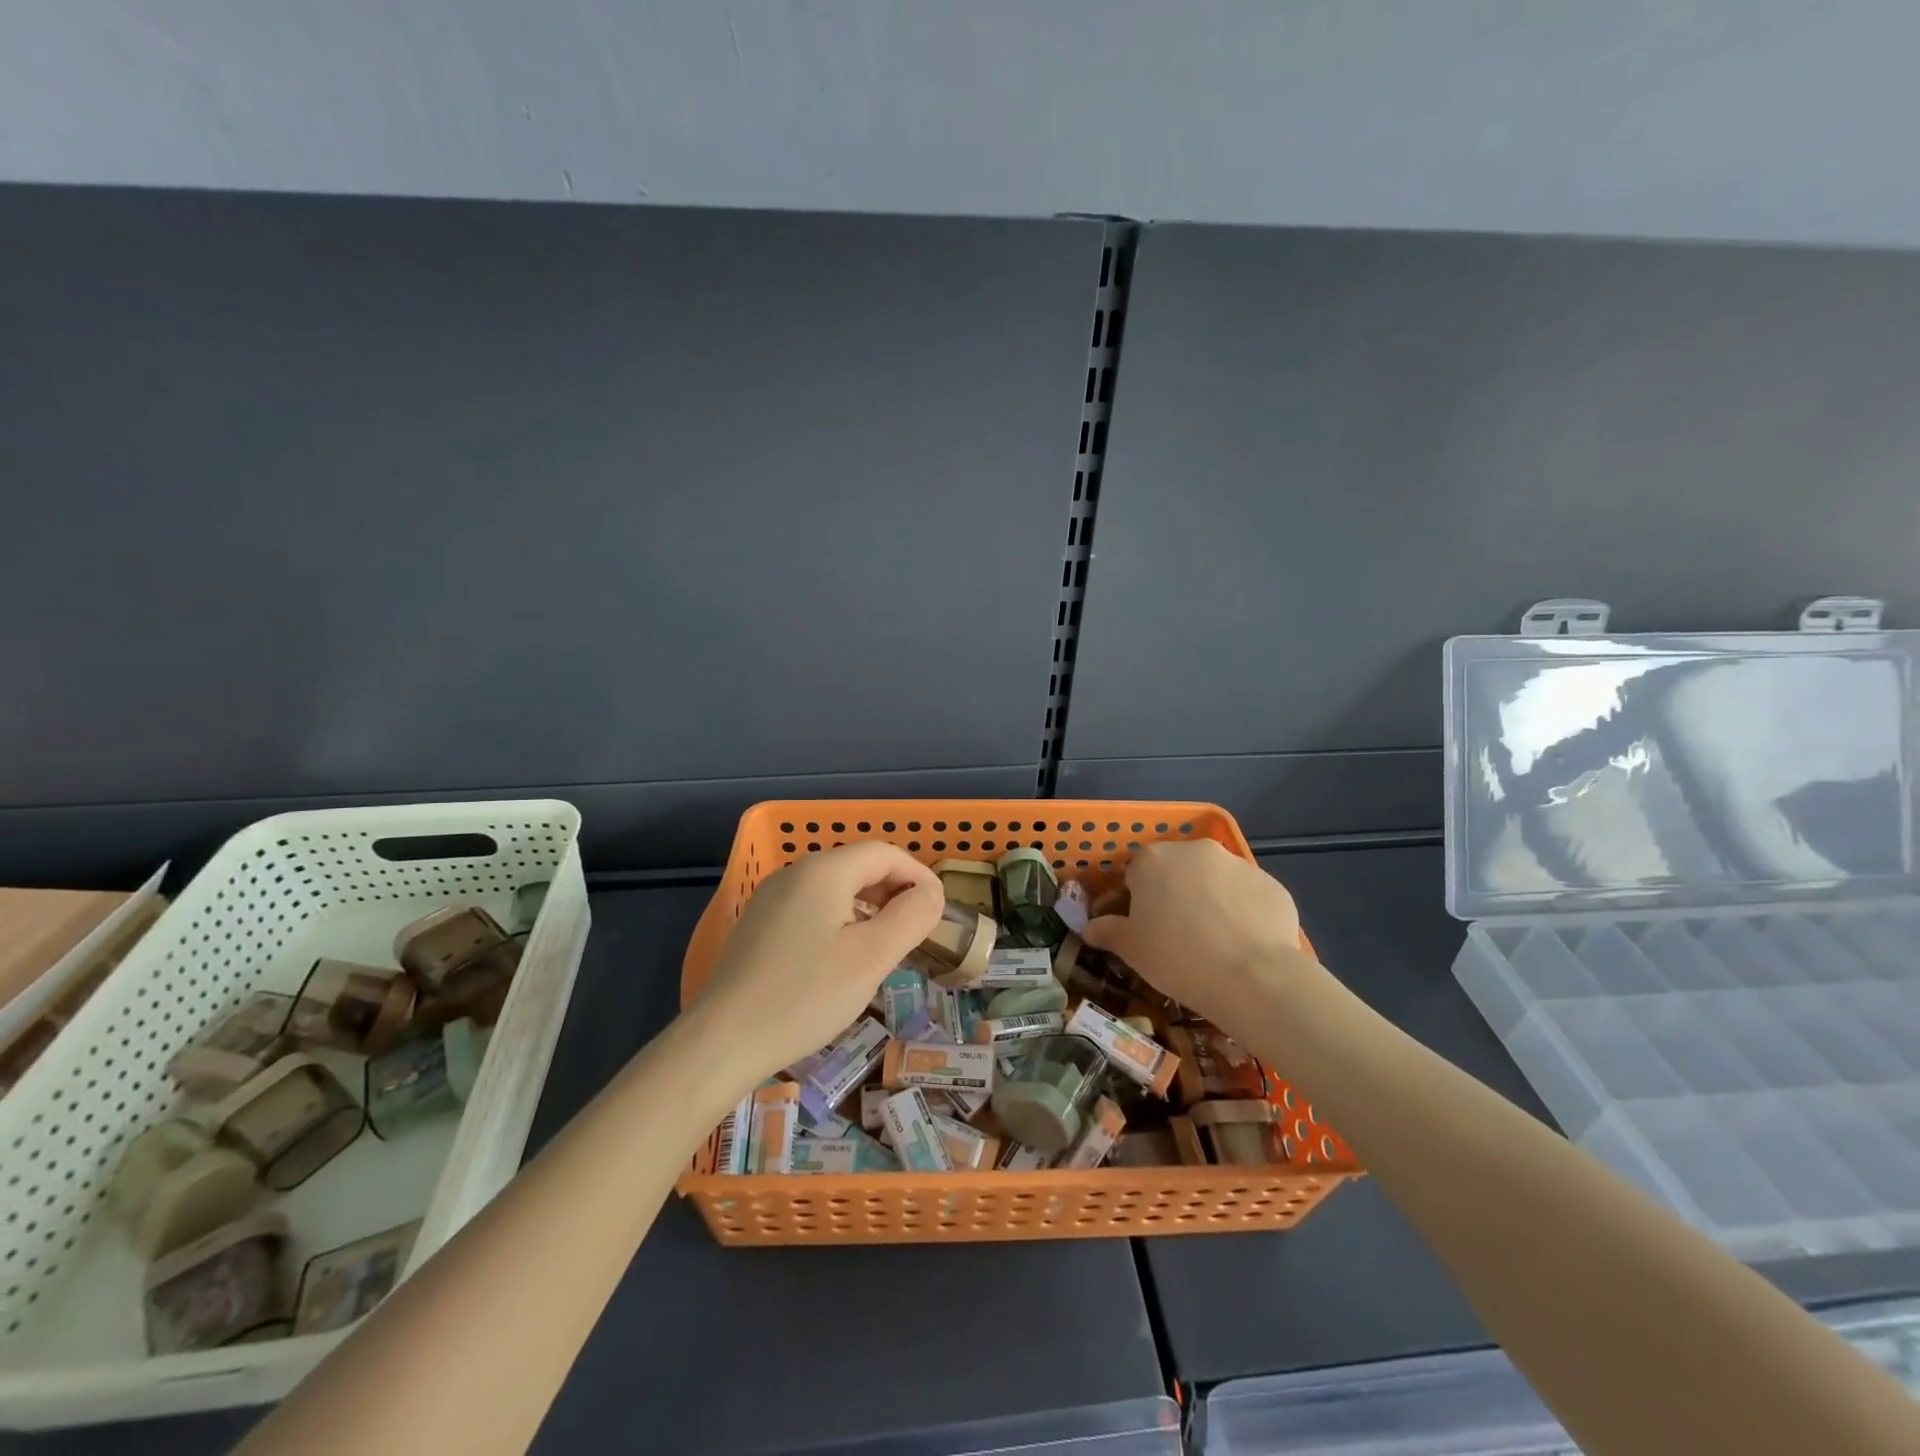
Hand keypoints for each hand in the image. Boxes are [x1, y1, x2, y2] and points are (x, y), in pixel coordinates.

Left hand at [689, 842, 942, 1082]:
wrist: (722, 1041)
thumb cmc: (805, 996)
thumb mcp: (872, 958)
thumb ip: (911, 918)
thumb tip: (931, 895)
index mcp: (824, 871)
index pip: (885, 853)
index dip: (918, 875)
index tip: (939, 910)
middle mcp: (795, 872)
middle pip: (858, 865)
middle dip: (894, 890)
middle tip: (916, 929)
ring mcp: (771, 898)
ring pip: (835, 887)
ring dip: (869, 906)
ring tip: (886, 944)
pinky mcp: (758, 924)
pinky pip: (811, 907)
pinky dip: (840, 919)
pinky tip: (843, 957)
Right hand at [1083, 840, 1314, 1029]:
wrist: (1253, 978)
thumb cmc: (1177, 958)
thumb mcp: (1131, 950)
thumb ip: (1107, 932)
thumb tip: (1089, 928)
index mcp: (1153, 859)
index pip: (1135, 873)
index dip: (1137, 901)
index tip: (1143, 928)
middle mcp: (1194, 850)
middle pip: (1176, 869)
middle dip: (1174, 894)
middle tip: (1177, 934)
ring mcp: (1237, 864)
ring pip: (1214, 880)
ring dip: (1210, 900)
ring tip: (1215, 941)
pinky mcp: (1271, 883)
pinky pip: (1248, 895)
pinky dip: (1243, 912)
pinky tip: (1244, 944)